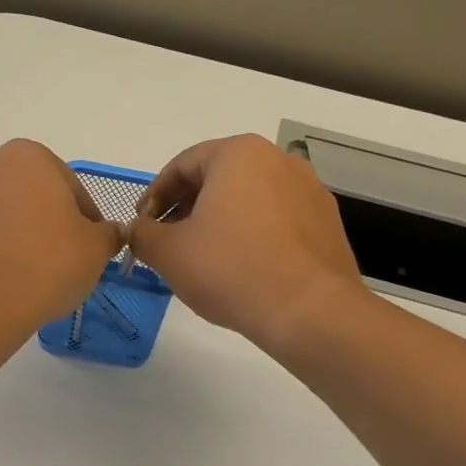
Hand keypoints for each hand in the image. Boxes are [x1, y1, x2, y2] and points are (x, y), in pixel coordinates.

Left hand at [0, 140, 122, 334]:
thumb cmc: (47, 263)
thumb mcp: (96, 249)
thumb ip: (107, 233)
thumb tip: (108, 233)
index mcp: (26, 157)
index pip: (69, 186)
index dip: (86, 217)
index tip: (91, 245)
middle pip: (28, 196)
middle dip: (44, 222)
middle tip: (61, 259)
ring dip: (13, 237)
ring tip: (28, 276)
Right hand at [127, 134, 362, 355]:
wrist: (310, 312)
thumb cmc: (231, 269)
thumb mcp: (169, 252)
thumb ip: (143, 234)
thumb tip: (138, 230)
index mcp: (238, 154)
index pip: (182, 165)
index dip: (154, 196)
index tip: (141, 225)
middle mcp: (278, 160)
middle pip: (217, 178)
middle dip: (186, 208)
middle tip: (167, 242)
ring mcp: (309, 190)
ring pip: (248, 199)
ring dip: (219, 221)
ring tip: (202, 258)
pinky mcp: (326, 222)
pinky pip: (276, 220)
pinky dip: (251, 234)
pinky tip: (240, 267)